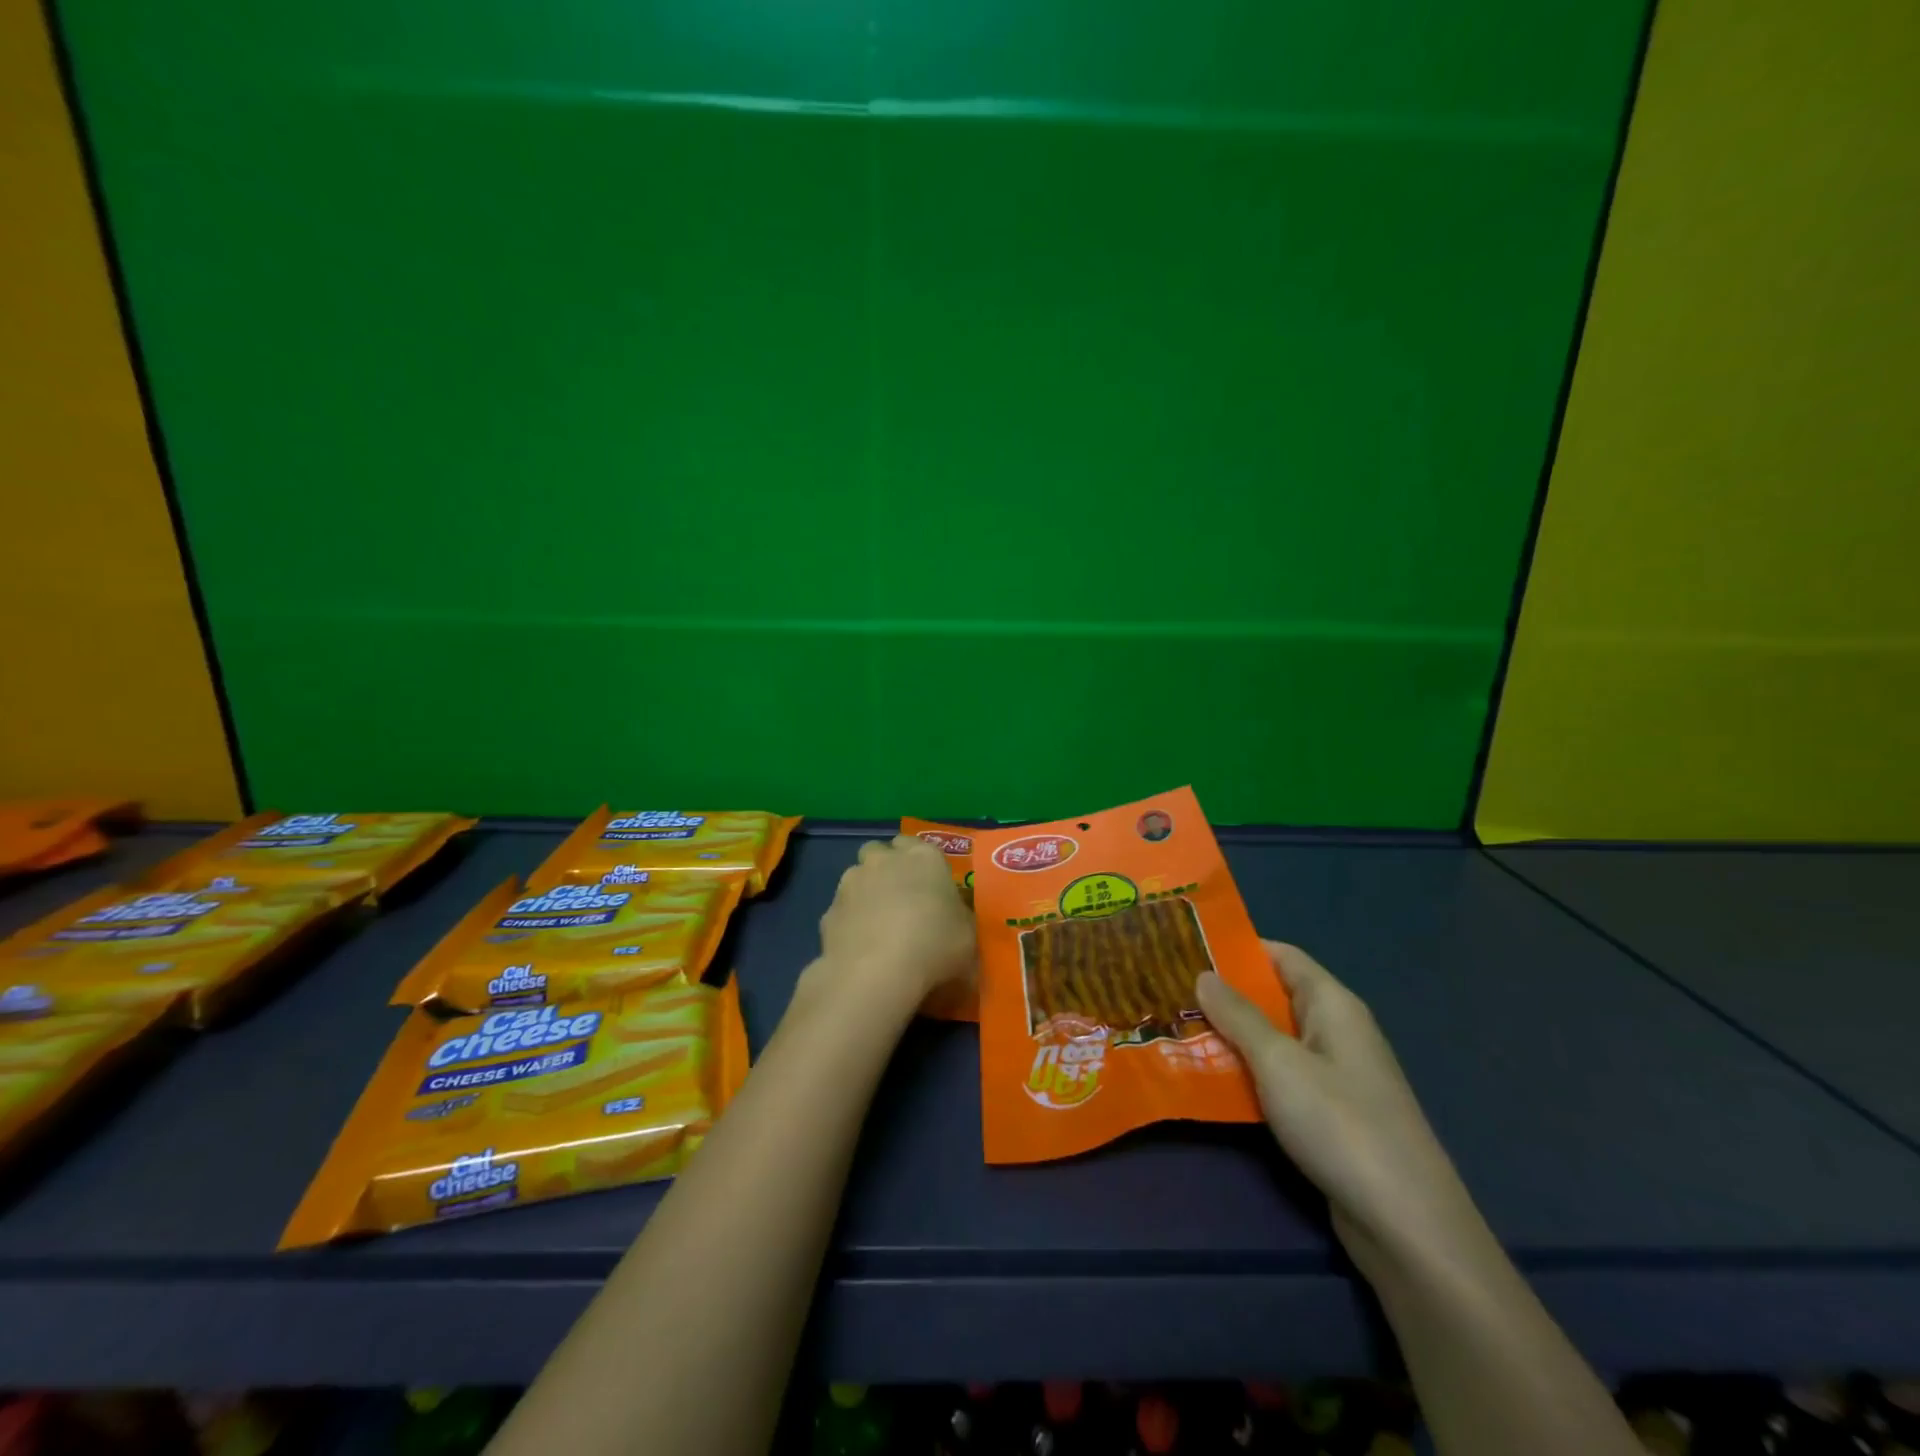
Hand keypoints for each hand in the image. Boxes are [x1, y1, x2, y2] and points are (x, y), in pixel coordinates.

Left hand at [807, 835, 975, 1013]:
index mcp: (924, 857)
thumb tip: (954, 921)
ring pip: (856, 877)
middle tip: (900, 899)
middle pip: (879, 851)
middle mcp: (884, 860)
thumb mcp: (968, 935)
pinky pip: (842, 910)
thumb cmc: (935, 945)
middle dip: (885, 867)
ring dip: (865, 893)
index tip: (927, 885)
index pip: (916, 844)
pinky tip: (860, 948)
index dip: (919, 863)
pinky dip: (849, 922)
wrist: (877, 972)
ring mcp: (851, 883)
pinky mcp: (829, 911)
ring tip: (877, 926)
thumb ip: (960, 920)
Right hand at [1197, 942, 1486, 1273]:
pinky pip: (1281, 1078)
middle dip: (1224, 996)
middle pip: (1274, 998)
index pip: (1281, 956)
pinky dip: (1248, 1074)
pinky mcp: (1330, 1115)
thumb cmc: (1340, 1123)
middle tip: (1169, 992)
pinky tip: (1209, 1080)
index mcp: (1333, 1005)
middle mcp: (1336, 1031)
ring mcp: (1335, 1075)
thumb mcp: (1278, 1062)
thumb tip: (1203, 974)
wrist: (1406, 1224)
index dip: (1237, 949)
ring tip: (1177, 1031)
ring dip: (1231, 1038)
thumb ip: (1238, 1016)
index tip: (1186, 948)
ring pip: (1273, 1041)